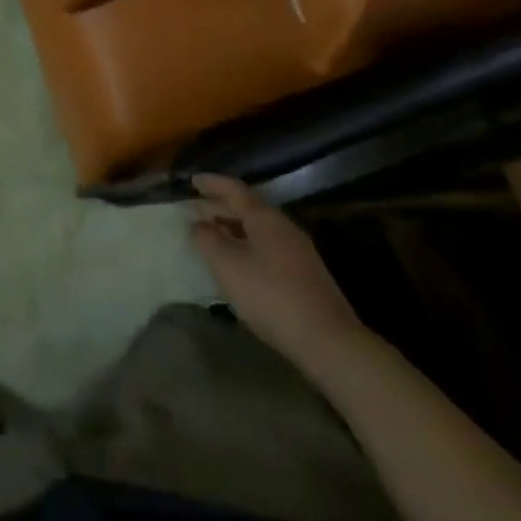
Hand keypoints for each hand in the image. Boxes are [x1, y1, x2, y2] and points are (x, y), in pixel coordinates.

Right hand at [190, 174, 368, 368]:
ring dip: (234, 227)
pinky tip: (239, 262)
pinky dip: (247, 244)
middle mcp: (283, 226)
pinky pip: (268, 246)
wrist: (328, 340)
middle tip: (196, 210)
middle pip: (248, 207)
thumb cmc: (271, 296)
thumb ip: (208, 240)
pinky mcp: (305, 273)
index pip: (235, 189)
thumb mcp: (229, 266)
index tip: (192, 180)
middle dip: (220, 206)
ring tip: (213, 235)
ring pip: (259, 228)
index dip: (212, 183)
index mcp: (265, 217)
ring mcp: (298, 250)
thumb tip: (198, 223)